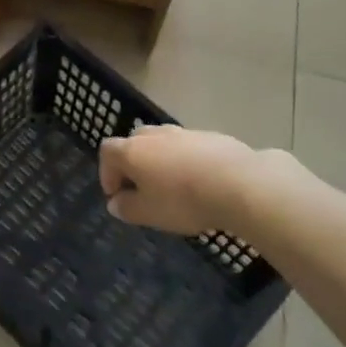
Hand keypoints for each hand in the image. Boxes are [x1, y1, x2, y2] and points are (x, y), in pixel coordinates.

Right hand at [98, 124, 258, 234]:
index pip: (107, 152)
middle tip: (142, 189)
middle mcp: (153, 135)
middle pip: (133, 143)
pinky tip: (200, 181)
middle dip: (133, 164)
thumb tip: (115, 203)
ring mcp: (183, 132)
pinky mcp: (210, 136)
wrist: (239, 184)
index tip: (117, 196)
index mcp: (132, 150)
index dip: (107, 173)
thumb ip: (126, 208)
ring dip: (160, 161)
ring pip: (162, 143)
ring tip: (173, 186)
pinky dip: (186, 161)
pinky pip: (188, 147)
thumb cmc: (183, 200)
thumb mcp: (149, 213)